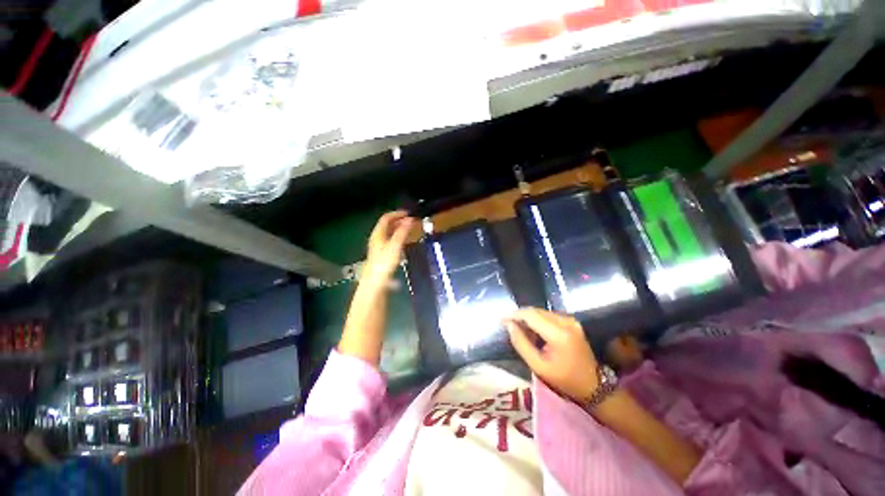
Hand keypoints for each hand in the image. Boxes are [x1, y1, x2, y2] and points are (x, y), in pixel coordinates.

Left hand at [362, 211, 415, 286]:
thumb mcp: (395, 245)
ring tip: (409, 229)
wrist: (375, 283)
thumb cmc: (384, 263)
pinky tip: (403, 243)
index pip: (386, 218)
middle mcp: (377, 238)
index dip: (397, 214)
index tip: (408, 213)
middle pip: (387, 225)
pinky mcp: (381, 255)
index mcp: (378, 234)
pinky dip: (398, 238)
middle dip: (399, 221)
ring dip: (399, 229)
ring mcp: (378, 247)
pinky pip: (390, 241)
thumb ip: (402, 232)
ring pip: (389, 233)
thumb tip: (410, 219)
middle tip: (411, 221)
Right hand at [504, 308, 598, 403]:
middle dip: (520, 316)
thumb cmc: (564, 380)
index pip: (531, 315)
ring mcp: (571, 320)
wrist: (593, 386)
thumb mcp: (538, 366)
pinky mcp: (572, 322)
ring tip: (519, 329)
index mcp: (559, 334)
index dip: (514, 314)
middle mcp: (566, 321)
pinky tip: (533, 330)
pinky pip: (549, 316)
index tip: (501, 319)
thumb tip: (508, 325)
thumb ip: (521, 343)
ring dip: (528, 318)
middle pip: (536, 311)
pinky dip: (538, 320)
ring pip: (542, 312)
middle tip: (508, 324)